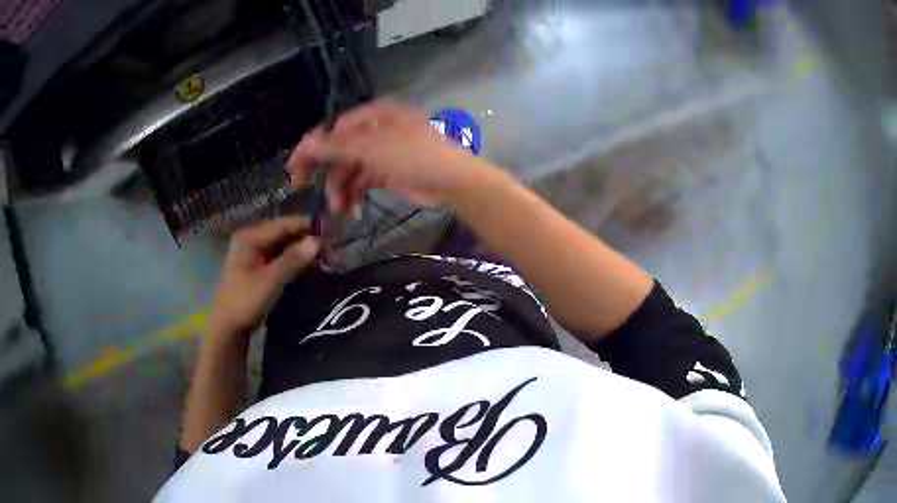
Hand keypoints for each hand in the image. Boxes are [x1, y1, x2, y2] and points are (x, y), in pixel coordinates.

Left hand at [209, 216, 319, 338]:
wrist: (227, 327)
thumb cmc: (245, 302)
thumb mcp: (270, 281)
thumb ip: (292, 259)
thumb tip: (317, 241)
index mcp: (250, 237)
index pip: (284, 224)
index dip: (308, 227)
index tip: (332, 237)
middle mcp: (251, 239)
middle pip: (285, 233)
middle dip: (307, 241)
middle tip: (330, 255)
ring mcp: (253, 252)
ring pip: (284, 245)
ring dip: (303, 251)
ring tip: (324, 261)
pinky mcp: (257, 265)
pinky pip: (280, 256)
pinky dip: (295, 260)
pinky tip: (308, 267)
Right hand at [287, 101, 496, 211]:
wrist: (455, 182)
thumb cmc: (416, 157)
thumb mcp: (373, 149)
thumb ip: (336, 148)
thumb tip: (303, 146)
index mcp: (372, 116)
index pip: (332, 129)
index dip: (310, 149)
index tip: (293, 170)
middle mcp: (374, 130)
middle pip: (338, 150)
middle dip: (325, 172)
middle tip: (302, 190)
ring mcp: (381, 152)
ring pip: (348, 169)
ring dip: (340, 188)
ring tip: (339, 209)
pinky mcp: (387, 173)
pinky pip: (361, 181)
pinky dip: (354, 194)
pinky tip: (351, 210)